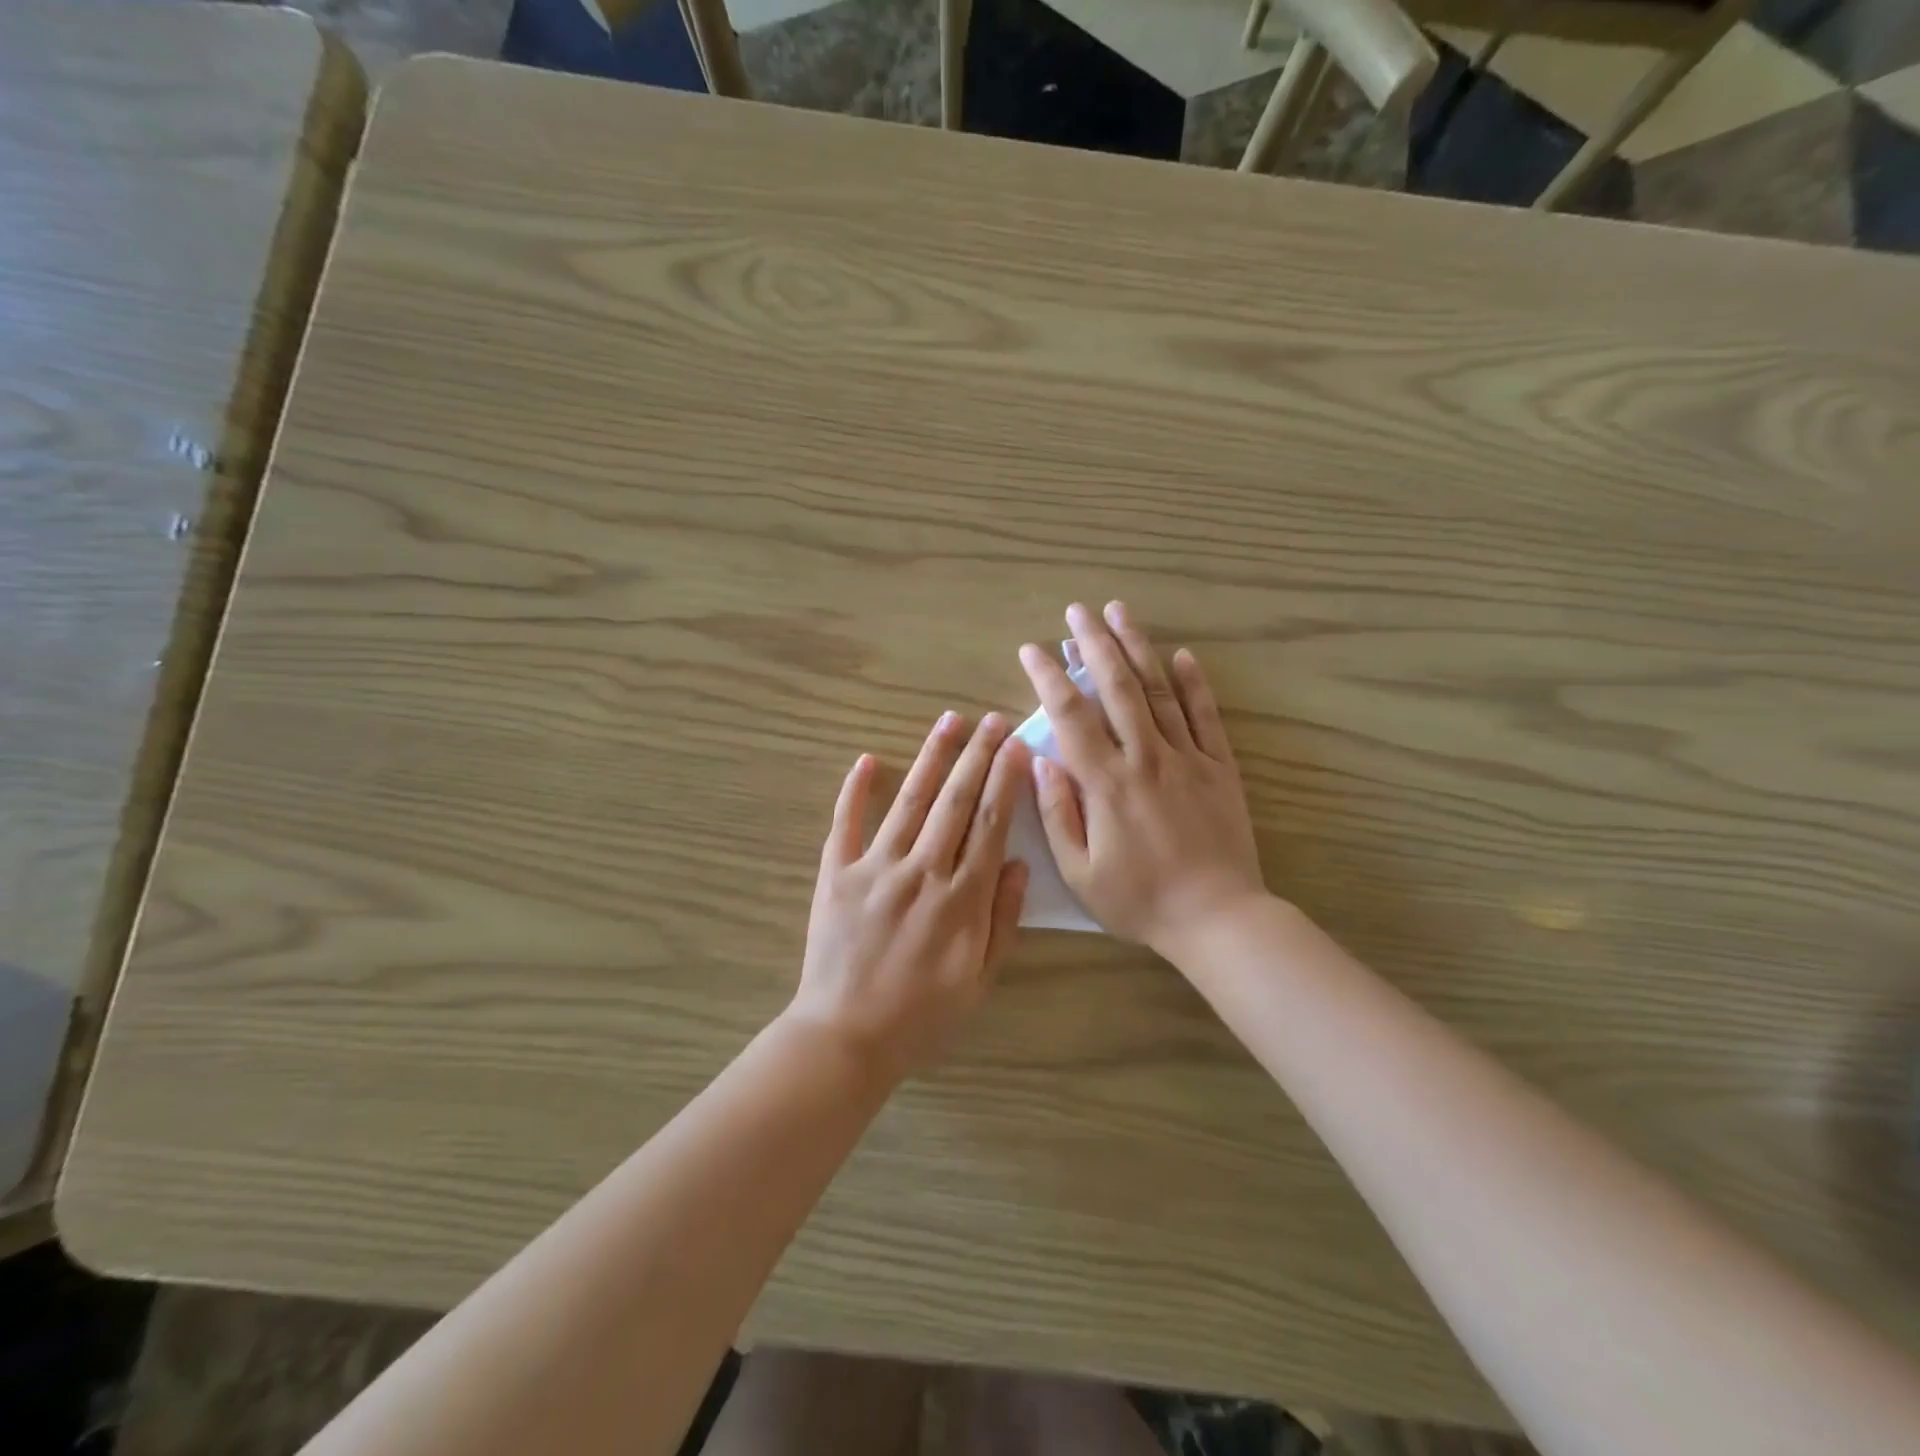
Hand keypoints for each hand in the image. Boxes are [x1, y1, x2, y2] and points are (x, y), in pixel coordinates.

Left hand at [789, 712, 1030, 1078]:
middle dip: (978, 756)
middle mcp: (922, 872)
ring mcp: (875, 868)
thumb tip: (1018, 864)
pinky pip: (846, 823)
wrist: (846, 1038)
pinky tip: (867, 759)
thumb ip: (1002, 921)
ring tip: (950, 722)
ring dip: (931, 758)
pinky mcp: (836, 874)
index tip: (1018, 748)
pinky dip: (855, 790)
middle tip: (994, 720)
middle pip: (955, 802)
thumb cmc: (921, 1017)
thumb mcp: (980, 981)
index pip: (990, 825)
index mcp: (961, 899)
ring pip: (910, 801)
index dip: (1006, 782)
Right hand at [1020, 602, 1266, 957]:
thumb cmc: (1140, 900)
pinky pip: (1205, 716)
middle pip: (1117, 687)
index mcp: (1106, 783)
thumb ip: (1057, 813)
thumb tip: (1040, 759)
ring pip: (1159, 690)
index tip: (1032, 650)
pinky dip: (1194, 683)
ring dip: (1137, 647)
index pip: (1071, 716)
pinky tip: (1182, 655)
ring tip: (1120, 611)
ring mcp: (1187, 758)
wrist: (1217, 918)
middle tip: (1077, 611)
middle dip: (1094, 643)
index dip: (1048, 677)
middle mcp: (1146, 757)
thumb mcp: (1081, 872)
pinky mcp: (1219, 767)